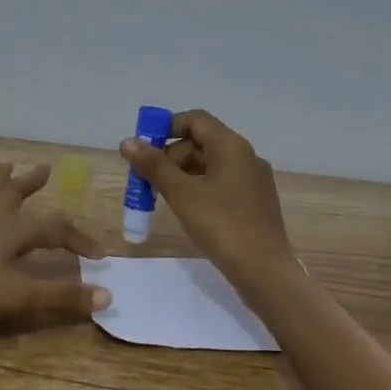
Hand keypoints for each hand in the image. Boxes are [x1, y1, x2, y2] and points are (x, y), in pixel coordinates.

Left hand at [0, 162, 108, 327]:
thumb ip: (61, 296)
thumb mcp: (19, 298)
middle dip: (31, 184)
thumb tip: (106, 296)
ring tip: (4, 164)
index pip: (54, 230)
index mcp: (10, 233)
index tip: (98, 255)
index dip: (79, 240)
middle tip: (45, 169)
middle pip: (13, 196)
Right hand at [119, 110, 293, 282]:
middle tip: (147, 180)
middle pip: (201, 142)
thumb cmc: (221, 225)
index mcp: (231, 146)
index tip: (143, 148)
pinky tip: (187, 209)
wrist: (263, 269)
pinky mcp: (255, 201)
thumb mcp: (182, 194)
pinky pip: (222, 183)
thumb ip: (154, 166)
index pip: (195, 120)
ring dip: (183, 174)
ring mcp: (253, 180)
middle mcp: (246, 156)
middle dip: (170, 156)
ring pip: (211, 165)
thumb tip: (127, 141)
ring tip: (162, 196)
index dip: (166, 127)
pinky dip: (199, 188)